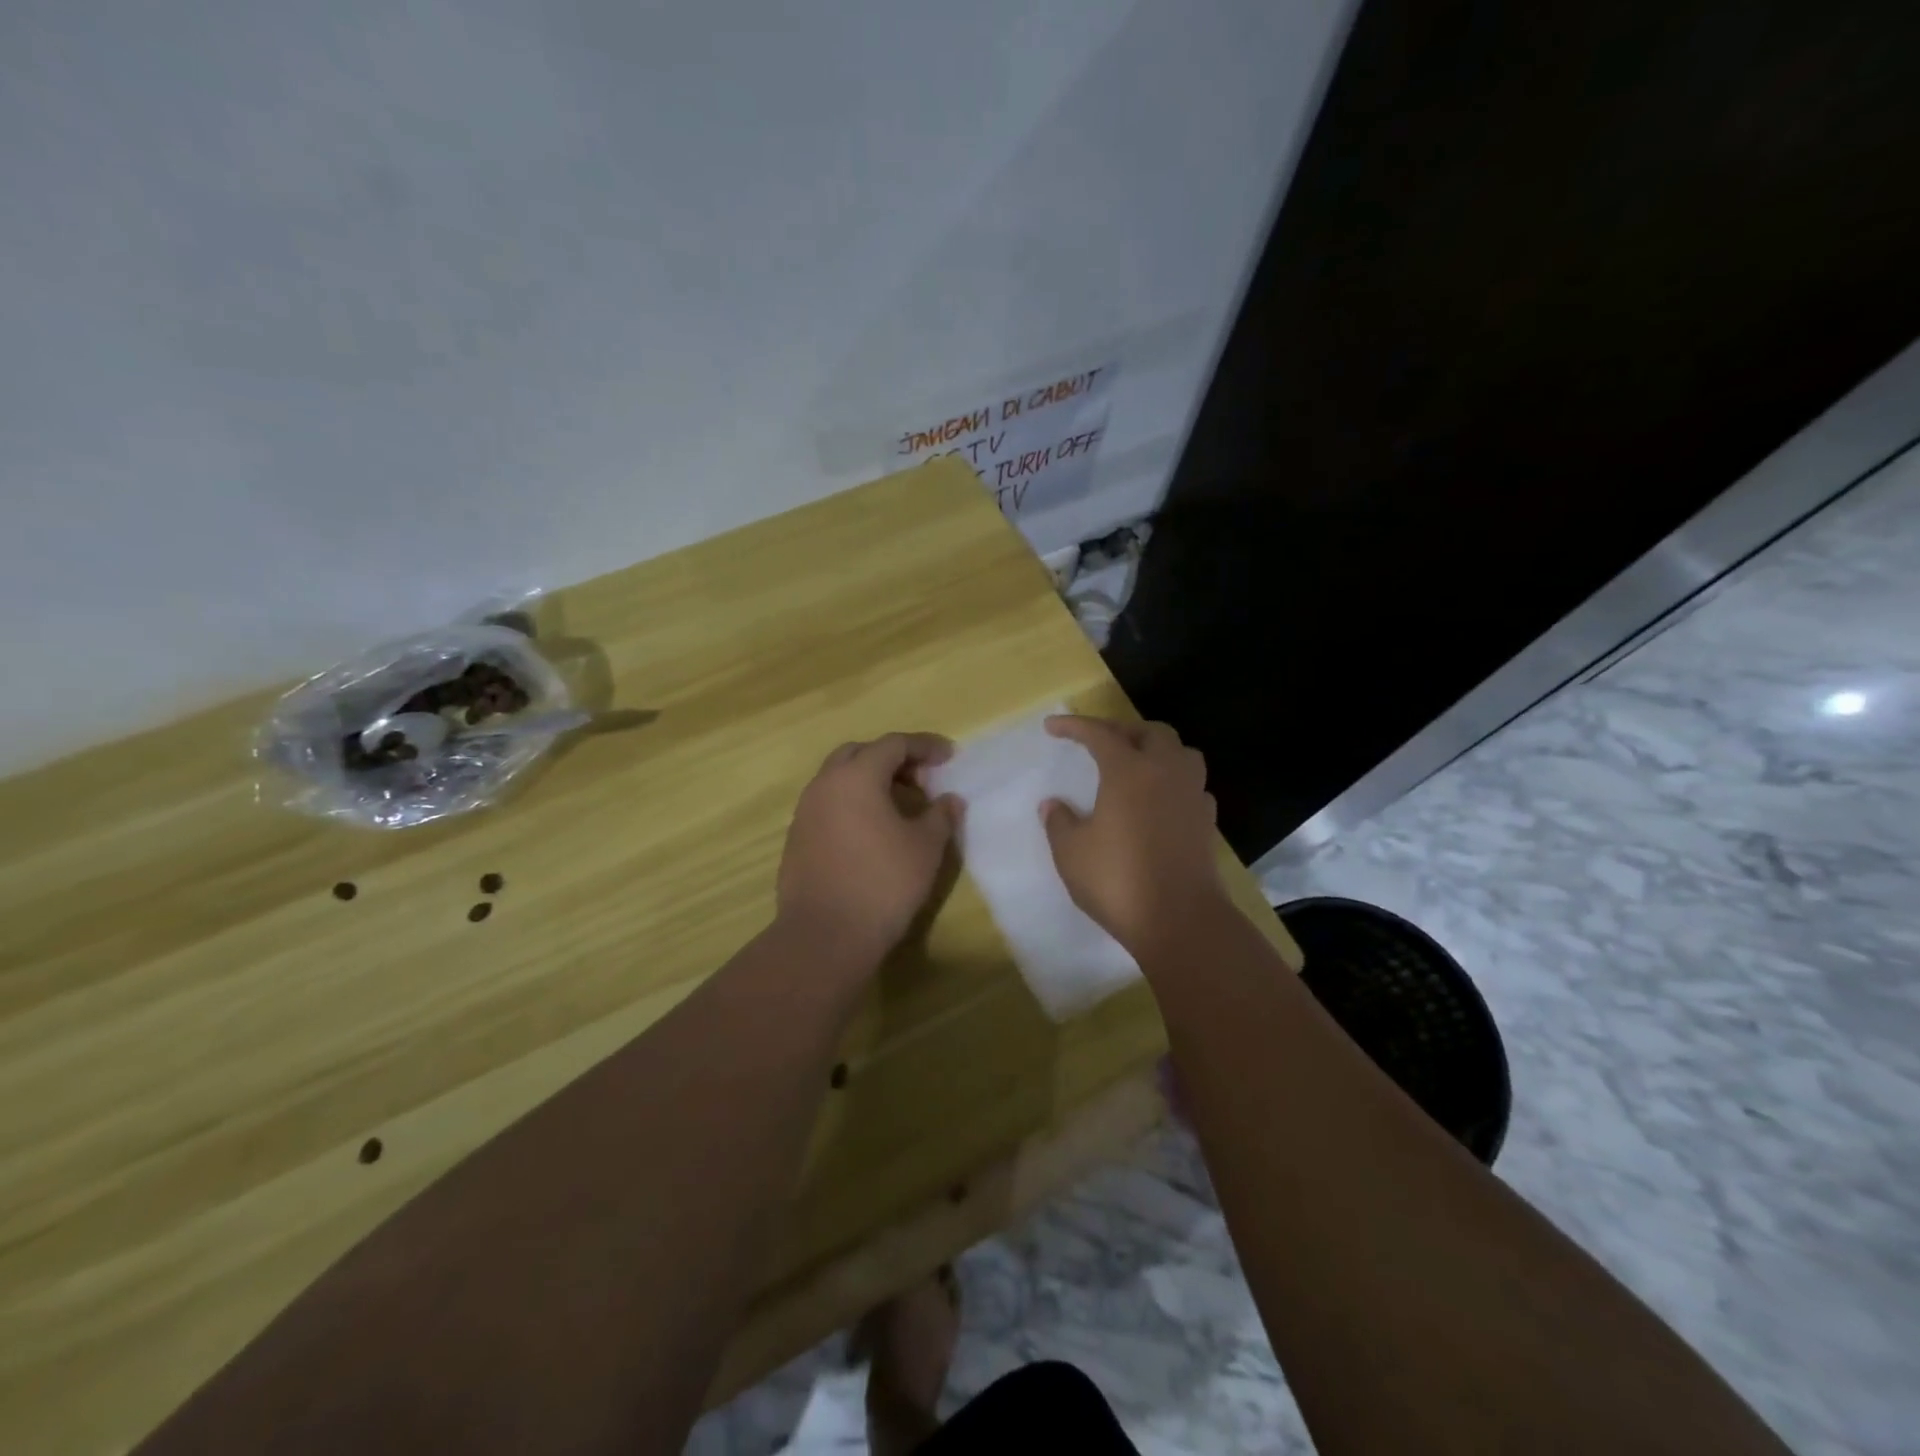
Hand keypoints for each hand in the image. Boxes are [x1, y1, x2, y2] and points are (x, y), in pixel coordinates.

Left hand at [776, 733, 959, 967]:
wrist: (824, 935)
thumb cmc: (883, 883)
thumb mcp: (925, 848)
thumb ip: (941, 816)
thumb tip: (949, 800)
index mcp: (856, 776)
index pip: (893, 744)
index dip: (924, 746)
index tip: (948, 756)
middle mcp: (825, 784)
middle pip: (860, 753)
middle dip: (893, 759)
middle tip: (921, 780)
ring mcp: (806, 811)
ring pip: (840, 779)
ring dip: (871, 781)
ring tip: (900, 807)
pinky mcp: (797, 838)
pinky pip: (828, 804)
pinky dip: (853, 804)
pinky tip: (872, 832)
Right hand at [1042, 716, 1226, 956]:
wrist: (1180, 920)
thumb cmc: (1117, 881)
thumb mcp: (1071, 853)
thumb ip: (1059, 822)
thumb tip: (1053, 805)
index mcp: (1129, 771)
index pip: (1100, 734)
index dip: (1075, 726)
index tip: (1052, 727)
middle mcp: (1165, 773)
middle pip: (1150, 733)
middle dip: (1122, 730)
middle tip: (1098, 742)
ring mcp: (1192, 796)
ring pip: (1181, 753)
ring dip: (1157, 749)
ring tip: (1136, 764)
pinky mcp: (1207, 822)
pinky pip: (1192, 785)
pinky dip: (1174, 781)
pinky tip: (1160, 800)